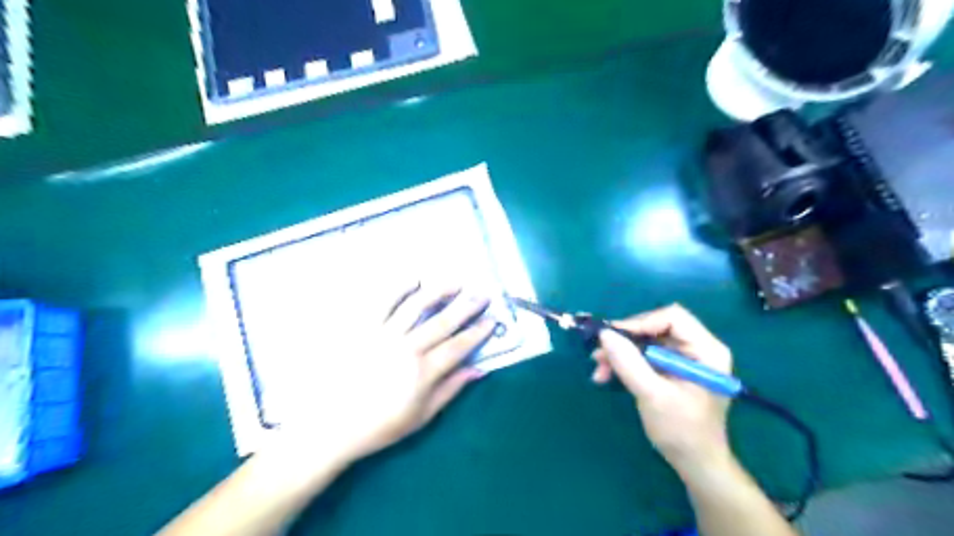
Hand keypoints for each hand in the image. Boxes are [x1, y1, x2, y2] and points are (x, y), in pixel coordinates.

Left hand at [274, 285, 491, 464]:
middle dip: (467, 306)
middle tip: (483, 293)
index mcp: (423, 372)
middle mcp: (407, 348)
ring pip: (417, 306)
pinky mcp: (362, 328)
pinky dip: (399, 289)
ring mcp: (383, 335)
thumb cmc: (380, 425)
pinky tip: (414, 280)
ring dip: (439, 292)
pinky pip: (382, 303)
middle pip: (443, 321)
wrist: (331, 426)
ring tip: (456, 283)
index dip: (478, 332)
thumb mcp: (422, 416)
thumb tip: (478, 370)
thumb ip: (451, 389)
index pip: (458, 346)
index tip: (492, 320)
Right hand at [595, 303, 732, 473]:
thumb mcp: (652, 396)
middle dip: (625, 341)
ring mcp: (682, 357)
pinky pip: (643, 354)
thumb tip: (604, 334)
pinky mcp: (669, 368)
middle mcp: (696, 347)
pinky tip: (606, 375)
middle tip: (599, 354)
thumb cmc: (681, 431)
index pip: (672, 317)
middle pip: (655, 327)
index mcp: (706, 350)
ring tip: (598, 368)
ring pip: (644, 340)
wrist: (694, 463)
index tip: (613, 337)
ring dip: (620, 353)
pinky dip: (624, 362)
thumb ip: (629, 363)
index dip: (641, 322)